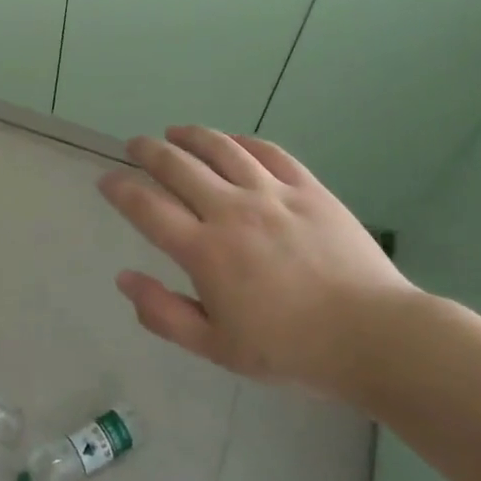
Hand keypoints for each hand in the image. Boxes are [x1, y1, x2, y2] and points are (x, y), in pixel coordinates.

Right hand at [96, 126, 427, 398]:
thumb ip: (163, 313)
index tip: (107, 180)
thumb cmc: (290, 349)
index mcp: (205, 251)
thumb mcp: (216, 347)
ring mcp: (272, 194)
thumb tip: (124, 279)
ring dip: (190, 136)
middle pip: (178, 166)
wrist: (373, 336)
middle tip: (134, 145)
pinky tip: (231, 141)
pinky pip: (267, 151)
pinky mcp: (308, 188)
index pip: (147, 208)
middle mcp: (231, 211)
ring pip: (220, 148)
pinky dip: (241, 141)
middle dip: (148, 151)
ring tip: (175, 132)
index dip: (120, 189)